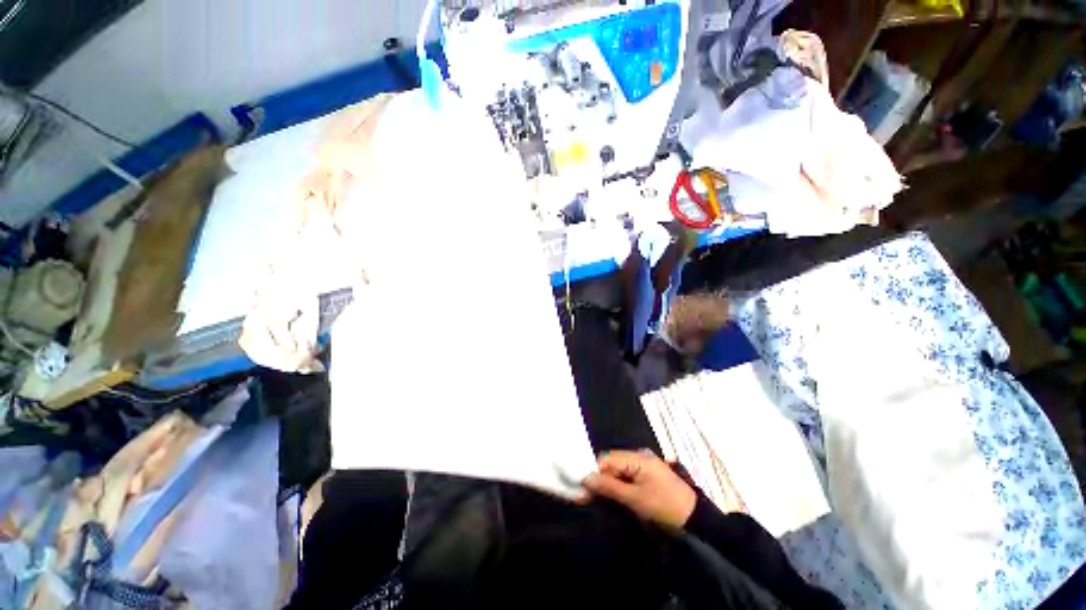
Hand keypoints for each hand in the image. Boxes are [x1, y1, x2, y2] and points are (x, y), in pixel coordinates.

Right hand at [583, 451, 696, 528]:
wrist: (696, 521)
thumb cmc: (665, 507)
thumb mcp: (635, 499)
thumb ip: (609, 487)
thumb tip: (585, 478)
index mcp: (637, 458)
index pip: (607, 459)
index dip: (593, 471)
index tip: (580, 487)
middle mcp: (638, 457)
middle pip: (611, 464)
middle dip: (599, 479)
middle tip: (585, 496)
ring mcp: (643, 467)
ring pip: (617, 472)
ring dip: (607, 484)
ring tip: (595, 499)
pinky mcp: (646, 478)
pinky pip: (625, 478)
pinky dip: (616, 487)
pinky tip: (610, 497)